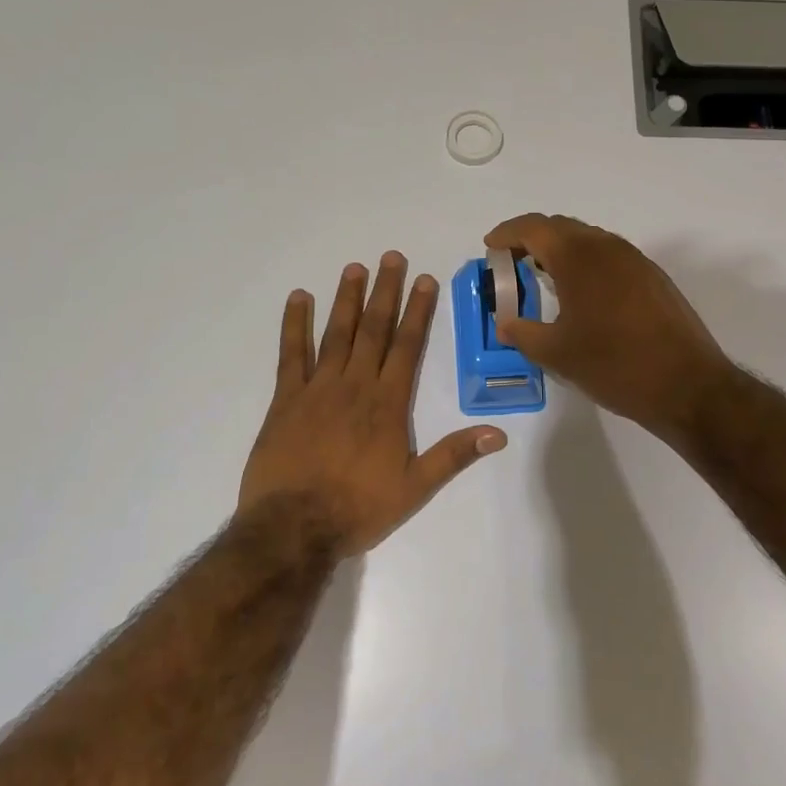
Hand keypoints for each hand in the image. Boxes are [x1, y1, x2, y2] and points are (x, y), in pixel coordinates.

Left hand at [237, 252, 505, 555]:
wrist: (293, 528)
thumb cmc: (358, 508)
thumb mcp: (415, 488)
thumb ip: (453, 455)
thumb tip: (499, 433)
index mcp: (388, 403)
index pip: (407, 346)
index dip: (418, 310)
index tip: (424, 279)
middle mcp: (355, 385)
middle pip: (374, 329)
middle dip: (385, 291)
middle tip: (391, 257)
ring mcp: (317, 388)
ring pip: (336, 333)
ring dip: (347, 299)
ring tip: (355, 268)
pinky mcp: (286, 399)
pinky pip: (291, 354)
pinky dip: (295, 324)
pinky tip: (299, 299)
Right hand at [483, 214, 733, 436]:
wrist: (687, 386)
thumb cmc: (614, 365)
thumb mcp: (557, 354)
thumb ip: (522, 333)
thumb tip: (504, 324)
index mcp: (579, 257)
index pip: (534, 228)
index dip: (507, 234)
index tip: (490, 248)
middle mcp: (608, 248)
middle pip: (561, 227)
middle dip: (532, 239)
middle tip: (511, 263)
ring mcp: (636, 260)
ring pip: (589, 240)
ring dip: (561, 250)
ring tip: (543, 277)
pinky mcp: (654, 278)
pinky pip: (610, 256)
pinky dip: (586, 263)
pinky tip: (581, 293)